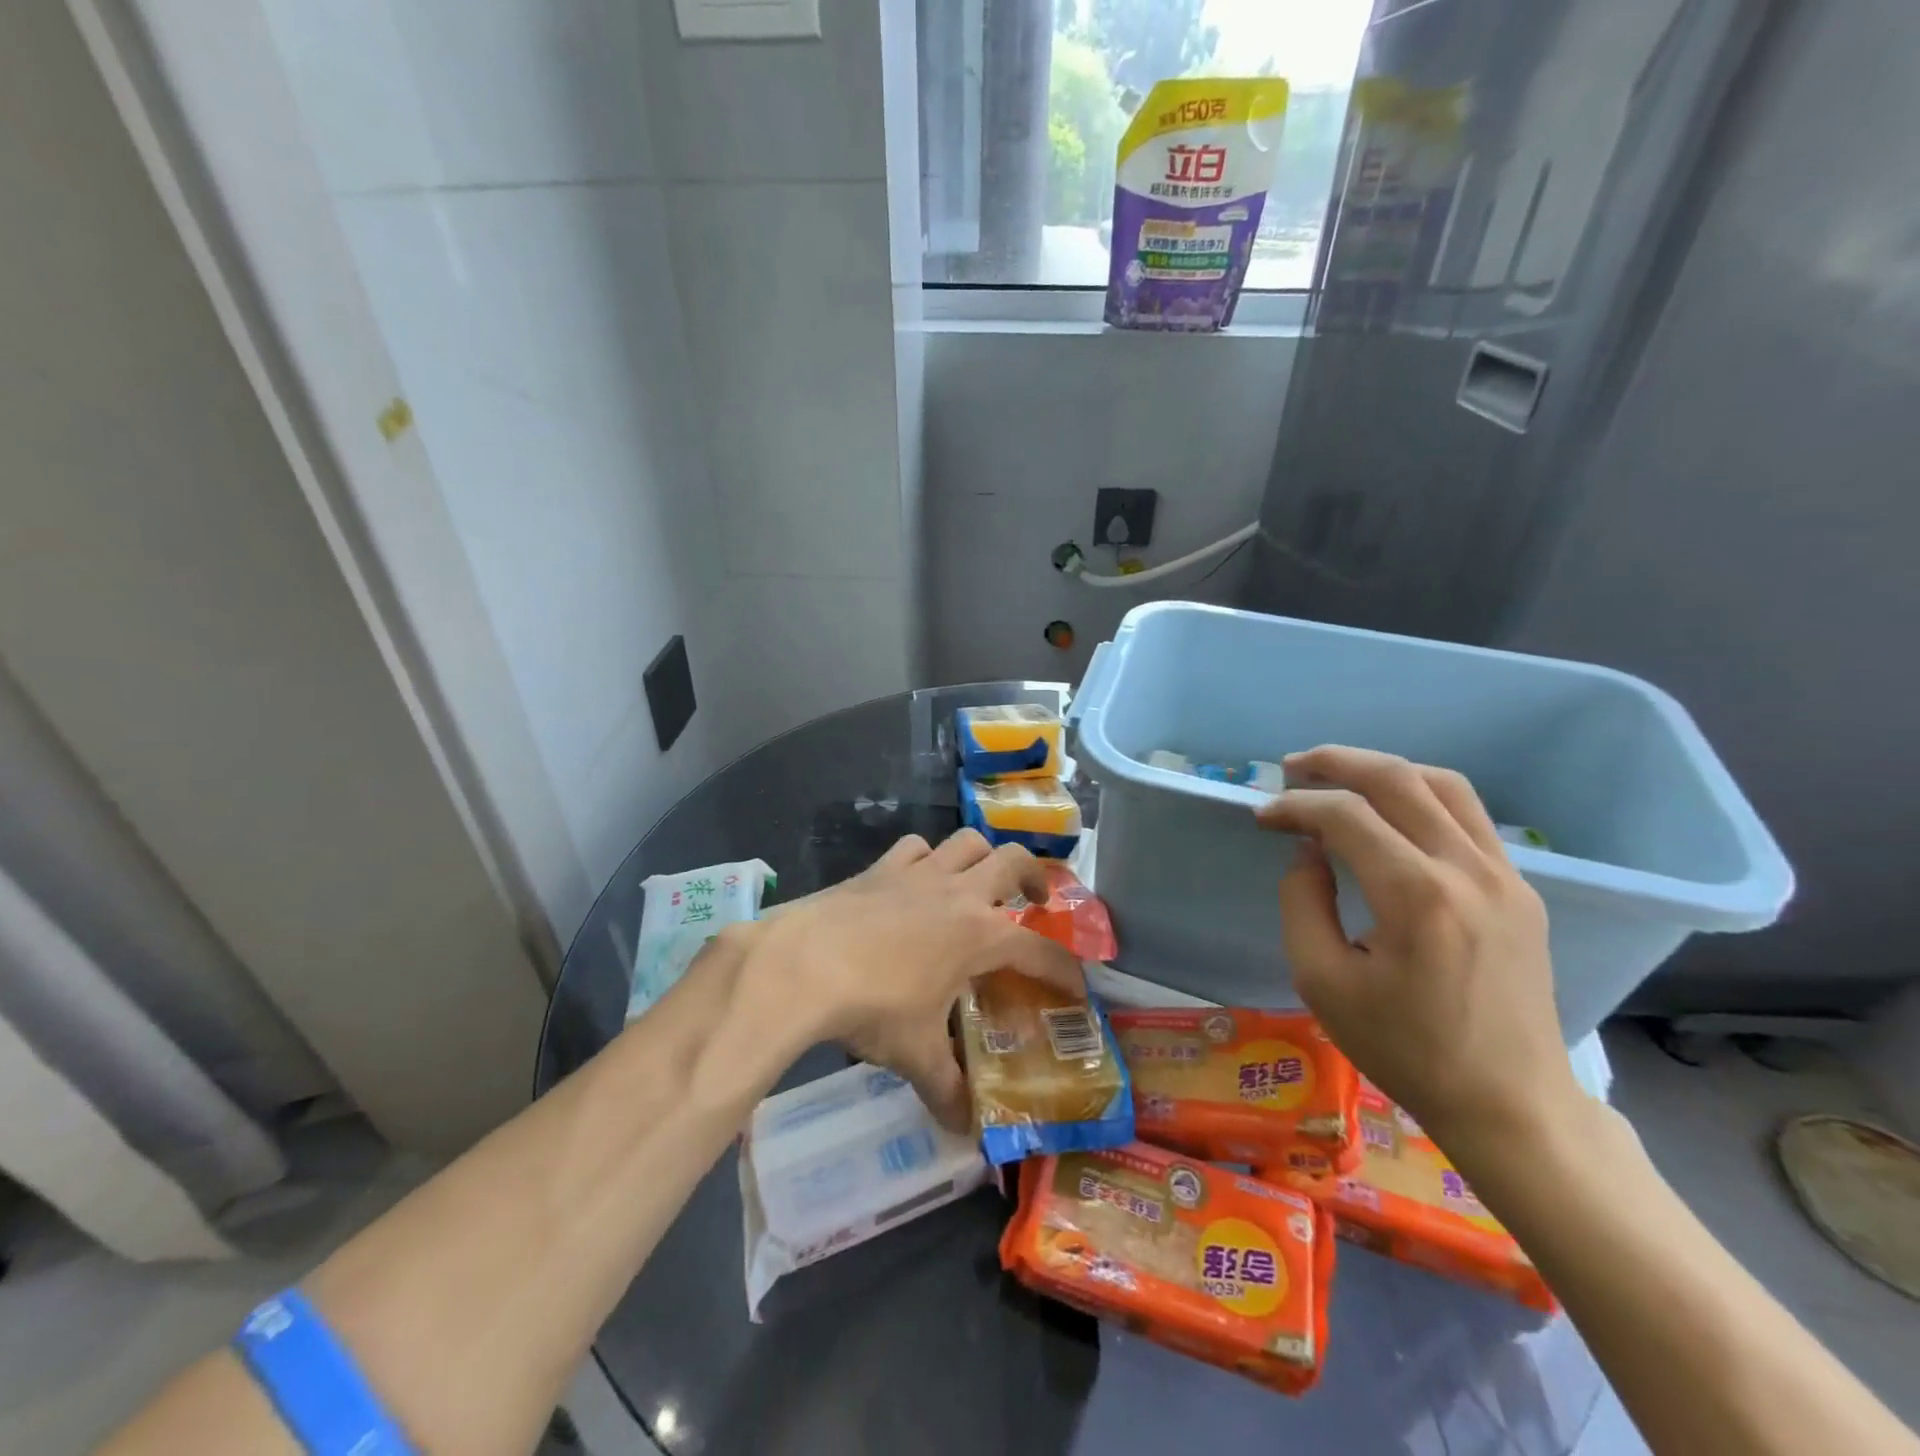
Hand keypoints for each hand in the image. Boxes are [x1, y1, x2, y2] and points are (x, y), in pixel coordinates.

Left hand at [742, 830, 1084, 1131]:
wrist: (803, 964)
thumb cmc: (873, 1007)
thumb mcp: (915, 1054)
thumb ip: (947, 1088)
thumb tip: (964, 1128)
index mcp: (980, 936)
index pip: (1040, 951)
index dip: (1064, 970)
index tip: (1077, 987)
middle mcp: (959, 893)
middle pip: (1014, 861)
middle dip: (1035, 876)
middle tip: (1036, 899)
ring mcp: (919, 873)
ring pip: (967, 841)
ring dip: (983, 856)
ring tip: (980, 880)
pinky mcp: (881, 866)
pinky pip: (915, 847)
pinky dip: (926, 857)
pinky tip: (918, 879)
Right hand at [1256, 745, 1581, 1149]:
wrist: (1510, 1103)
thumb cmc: (1404, 1048)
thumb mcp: (1322, 981)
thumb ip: (1302, 902)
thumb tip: (1308, 851)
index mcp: (1417, 896)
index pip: (1345, 816)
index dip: (1295, 806)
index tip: (1263, 817)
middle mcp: (1468, 870)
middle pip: (1398, 779)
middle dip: (1336, 762)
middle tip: (1291, 767)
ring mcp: (1505, 876)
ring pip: (1443, 785)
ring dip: (1384, 770)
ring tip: (1339, 776)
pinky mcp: (1521, 889)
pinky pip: (1468, 817)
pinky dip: (1421, 797)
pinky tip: (1390, 816)